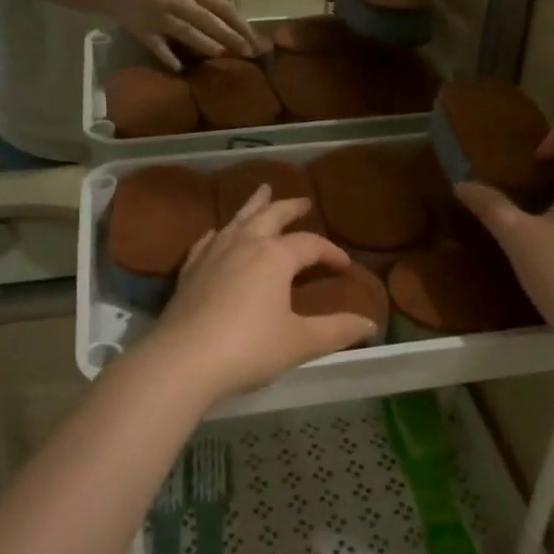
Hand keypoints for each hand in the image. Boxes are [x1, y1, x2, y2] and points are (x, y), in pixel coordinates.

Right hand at [109, 0, 263, 68]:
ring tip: (222, 54)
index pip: (222, 6)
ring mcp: (160, 16)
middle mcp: (178, 1)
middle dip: (231, 36)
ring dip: (205, 43)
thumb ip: (201, 4)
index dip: (240, 23)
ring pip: (187, 31)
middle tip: (248, 51)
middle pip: (209, 20)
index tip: (255, 38)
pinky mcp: (143, 30)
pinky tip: (179, 68)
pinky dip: (168, 57)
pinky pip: (158, 46)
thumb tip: (229, 25)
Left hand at [153, 187, 377, 401]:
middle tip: (303, 201)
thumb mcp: (300, 342)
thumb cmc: (248, 348)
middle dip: (289, 207)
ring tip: (262, 192)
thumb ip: (337, 330)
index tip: (345, 267)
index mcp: (274, 256)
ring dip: (253, 206)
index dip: (331, 253)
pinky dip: (219, 233)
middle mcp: (243, 244)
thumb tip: (371, 324)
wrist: (182, 361)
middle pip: (271, 216)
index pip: (310, 244)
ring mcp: (212, 255)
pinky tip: (217, 233)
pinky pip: (207, 241)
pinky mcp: (189, 271)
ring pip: (237, 220)